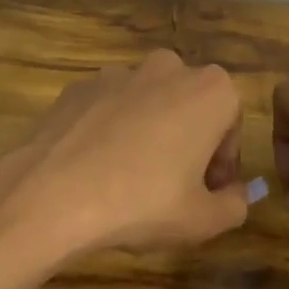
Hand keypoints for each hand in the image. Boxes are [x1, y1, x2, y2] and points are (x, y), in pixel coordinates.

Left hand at [0, 51, 247, 288]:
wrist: (53, 195)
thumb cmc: (144, 203)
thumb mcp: (205, 220)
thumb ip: (235, 205)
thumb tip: (235, 194)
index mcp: (211, 91)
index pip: (231, 127)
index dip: (222, 165)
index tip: (207, 193)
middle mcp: (168, 68)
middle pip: (190, 110)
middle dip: (188, 144)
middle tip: (173, 189)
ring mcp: (118, 73)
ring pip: (148, 107)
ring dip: (149, 137)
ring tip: (130, 183)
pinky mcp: (77, 87)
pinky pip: (108, 111)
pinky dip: (110, 134)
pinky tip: (97, 172)